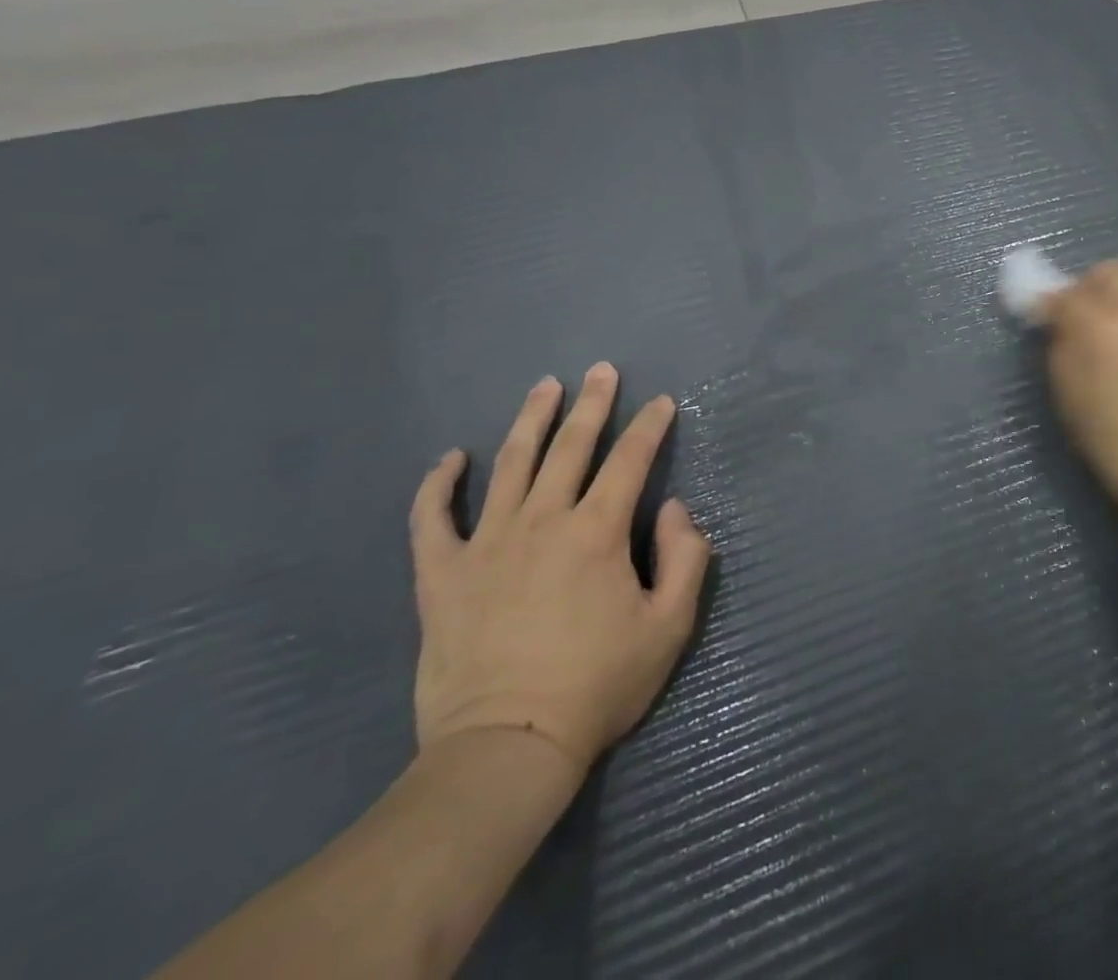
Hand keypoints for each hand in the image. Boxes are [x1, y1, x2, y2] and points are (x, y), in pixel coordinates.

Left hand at [409, 365, 710, 786]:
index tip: (662, 402)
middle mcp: (542, 521)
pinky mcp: (442, 575)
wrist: (507, 748)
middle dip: (592, 404)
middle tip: (601, 369)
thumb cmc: (597, 686)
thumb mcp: (668, 627)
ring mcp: (486, 544)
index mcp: (598, 531)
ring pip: (510, 465)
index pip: (630, 461)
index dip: (650, 427)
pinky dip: (438, 485)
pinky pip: (432, 519)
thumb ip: (685, 559)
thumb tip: (676, 509)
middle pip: (570, 447)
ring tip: (544, 387)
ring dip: (530, 420)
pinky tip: (450, 458)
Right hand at [1037, 261, 1117, 582]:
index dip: (1046, 303)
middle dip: (1087, 287)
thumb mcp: (1071, 401)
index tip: (1039, 320)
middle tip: (1076, 319)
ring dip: (1115, 298)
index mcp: (1101, 329)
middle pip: (1111, 272)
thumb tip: (1056, 323)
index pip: (1065, 294)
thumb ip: (1061, 351)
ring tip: (1105, 334)